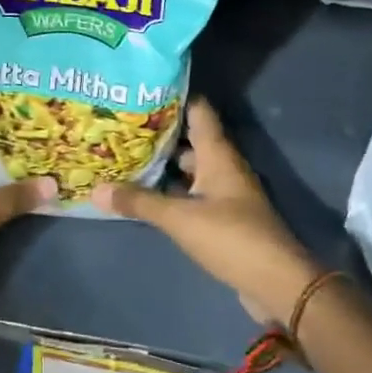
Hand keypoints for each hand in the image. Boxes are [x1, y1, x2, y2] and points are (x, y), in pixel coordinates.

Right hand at [91, 98, 322, 323]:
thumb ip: (139, 203)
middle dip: (159, 133)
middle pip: (190, 139)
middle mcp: (223, 165)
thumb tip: (96, 189)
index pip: (197, 109)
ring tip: (126, 157)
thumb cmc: (230, 237)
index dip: (172, 97)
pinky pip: (193, 192)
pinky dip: (172, 189)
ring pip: (190, 167)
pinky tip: (147, 194)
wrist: (276, 282)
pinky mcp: (224, 215)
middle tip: (121, 126)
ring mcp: (225, 191)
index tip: (140, 90)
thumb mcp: (179, 218)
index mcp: (217, 153)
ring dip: (164, 164)